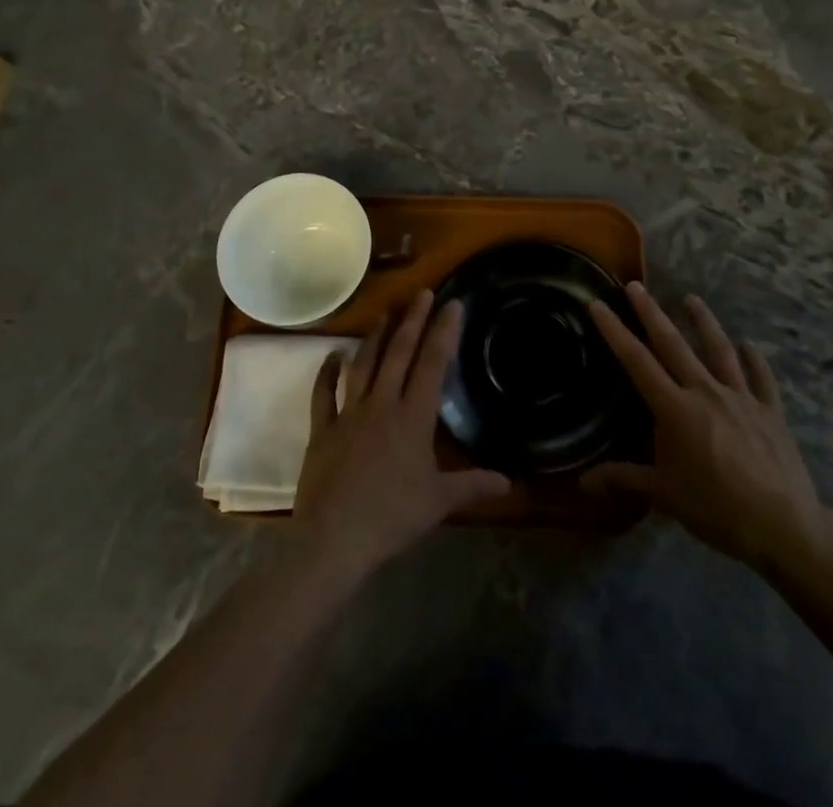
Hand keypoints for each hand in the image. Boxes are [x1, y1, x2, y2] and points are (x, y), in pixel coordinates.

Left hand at [294, 290, 511, 579]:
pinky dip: (327, 372)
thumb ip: (473, 485)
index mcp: (412, 418)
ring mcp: (349, 413)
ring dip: (375, 337)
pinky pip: (324, 394)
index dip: (443, 331)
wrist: (334, 538)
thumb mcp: (439, 502)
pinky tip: (332, 355)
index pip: (432, 364)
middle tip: (422, 293)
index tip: (452, 304)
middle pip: (398, 353)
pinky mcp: (323, 429)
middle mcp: (381, 404)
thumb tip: (510, 482)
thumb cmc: (391, 518)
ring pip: (363, 364)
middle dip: (412, 320)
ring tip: (385, 313)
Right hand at [583, 282, 832, 570]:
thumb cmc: (716, 509)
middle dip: (651, 312)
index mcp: (675, 409)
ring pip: (719, 350)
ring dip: (703, 322)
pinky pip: (761, 378)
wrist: (783, 525)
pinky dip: (754, 360)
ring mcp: (741, 397)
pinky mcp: (770, 410)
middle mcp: (705, 391)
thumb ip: (623, 479)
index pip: (636, 362)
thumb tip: (583, 482)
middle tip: (636, 286)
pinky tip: (749, 345)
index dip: (615, 331)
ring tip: (691, 298)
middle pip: (673, 344)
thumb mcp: (664, 495)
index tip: (598, 304)